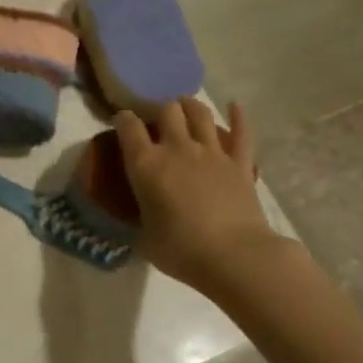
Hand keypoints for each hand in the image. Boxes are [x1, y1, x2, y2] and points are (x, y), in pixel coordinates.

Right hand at [116, 99, 276, 294]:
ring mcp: (212, 153)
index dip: (122, 119)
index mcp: (146, 165)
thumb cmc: (181, 251)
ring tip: (185, 105)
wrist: (234, 257)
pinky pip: (241, 132)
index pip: (128, 127)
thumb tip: (141, 221)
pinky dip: (238, 117)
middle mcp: (177, 149)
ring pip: (200, 114)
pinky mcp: (240, 163)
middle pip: (166, 110)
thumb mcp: (144, 239)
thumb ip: (140, 221)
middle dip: (159, 109)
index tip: (121, 121)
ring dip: (190, 105)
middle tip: (156, 117)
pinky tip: (235, 105)